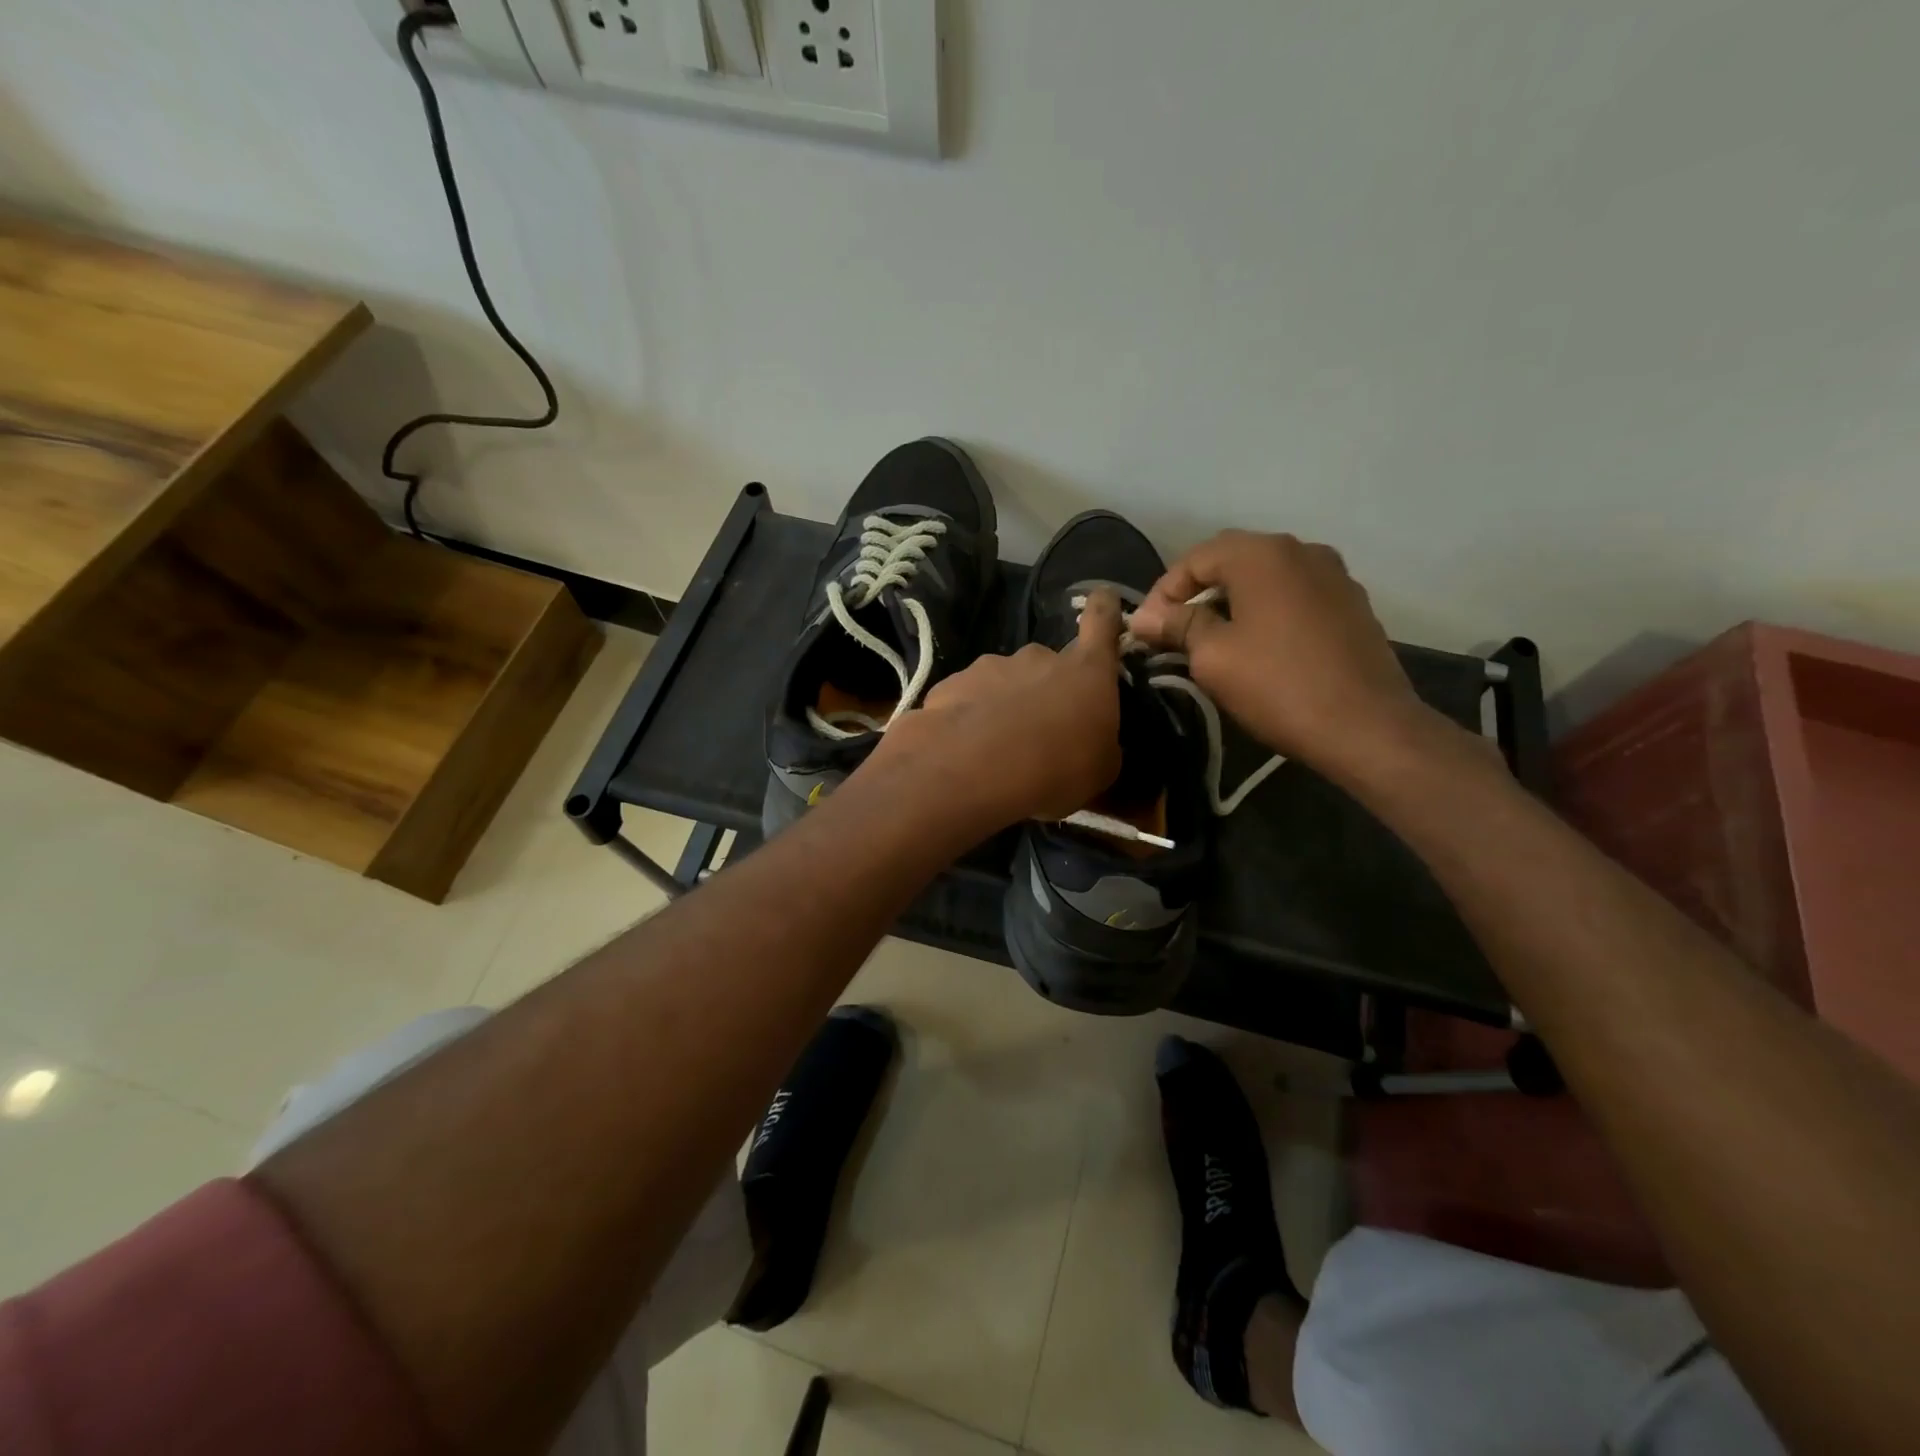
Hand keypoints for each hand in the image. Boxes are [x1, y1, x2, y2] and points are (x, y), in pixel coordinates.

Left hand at [863, 591, 1124, 830]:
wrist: (970, 772)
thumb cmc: (1055, 772)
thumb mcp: (1100, 772)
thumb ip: (1100, 745)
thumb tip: (1094, 742)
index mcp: (1086, 672)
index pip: (1102, 621)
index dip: (1104, 609)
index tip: (1103, 599)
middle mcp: (1039, 657)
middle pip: (1047, 665)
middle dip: (1044, 689)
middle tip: (1041, 731)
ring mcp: (990, 666)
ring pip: (1004, 681)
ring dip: (1005, 705)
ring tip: (998, 747)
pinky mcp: (951, 684)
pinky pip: (968, 698)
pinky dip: (969, 718)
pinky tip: (966, 749)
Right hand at [1127, 531, 1434, 777]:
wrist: (1366, 726)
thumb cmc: (1278, 686)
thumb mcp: (1213, 656)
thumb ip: (1176, 625)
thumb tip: (1144, 617)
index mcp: (1262, 554)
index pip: (1195, 558)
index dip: (1163, 593)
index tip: (1146, 630)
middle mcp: (1301, 550)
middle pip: (1231, 560)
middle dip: (1196, 593)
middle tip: (1173, 632)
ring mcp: (1333, 575)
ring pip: (1265, 578)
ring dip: (1232, 601)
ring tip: (1211, 639)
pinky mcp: (1351, 603)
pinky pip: (1294, 595)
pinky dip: (1266, 611)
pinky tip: (1257, 645)